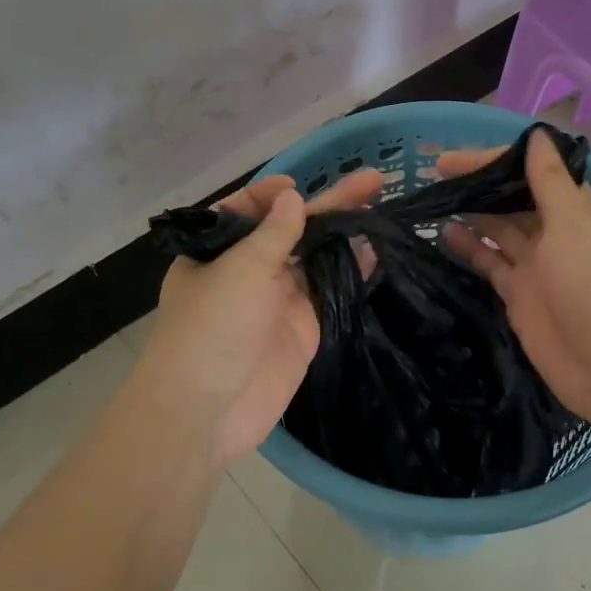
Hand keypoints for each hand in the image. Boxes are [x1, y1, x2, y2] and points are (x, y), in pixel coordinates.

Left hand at [134, 169, 382, 463]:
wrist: (209, 409)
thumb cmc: (212, 327)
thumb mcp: (240, 268)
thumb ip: (274, 233)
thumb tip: (292, 196)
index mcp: (216, 253)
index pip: (245, 212)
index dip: (271, 195)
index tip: (296, 186)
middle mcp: (248, 271)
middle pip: (291, 230)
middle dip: (327, 205)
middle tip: (371, 180)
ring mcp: (279, 300)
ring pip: (316, 258)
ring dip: (345, 234)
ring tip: (380, 206)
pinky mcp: (305, 327)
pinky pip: (331, 291)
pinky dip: (353, 271)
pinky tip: (377, 249)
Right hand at [440, 131, 590, 421]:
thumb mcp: (574, 223)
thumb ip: (549, 181)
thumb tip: (538, 135)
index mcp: (579, 209)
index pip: (534, 172)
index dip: (495, 161)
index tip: (454, 159)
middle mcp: (557, 232)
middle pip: (514, 200)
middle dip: (480, 186)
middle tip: (435, 176)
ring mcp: (537, 266)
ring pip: (498, 231)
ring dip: (471, 215)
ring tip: (432, 202)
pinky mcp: (519, 295)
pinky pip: (490, 264)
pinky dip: (469, 249)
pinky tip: (443, 235)